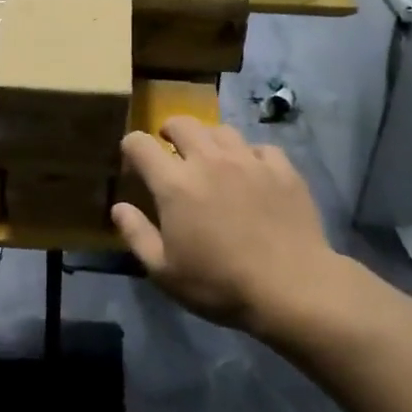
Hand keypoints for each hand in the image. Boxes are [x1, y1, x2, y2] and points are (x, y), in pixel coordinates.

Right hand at [112, 118, 339, 333]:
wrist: (293, 288)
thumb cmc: (220, 284)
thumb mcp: (165, 271)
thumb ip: (137, 235)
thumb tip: (119, 208)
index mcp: (175, 183)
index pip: (140, 144)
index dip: (131, 146)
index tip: (133, 160)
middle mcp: (208, 160)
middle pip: (182, 123)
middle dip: (169, 131)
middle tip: (170, 148)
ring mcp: (248, 160)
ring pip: (221, 130)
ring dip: (208, 139)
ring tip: (211, 157)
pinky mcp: (281, 169)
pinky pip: (260, 147)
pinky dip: (250, 155)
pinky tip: (252, 172)